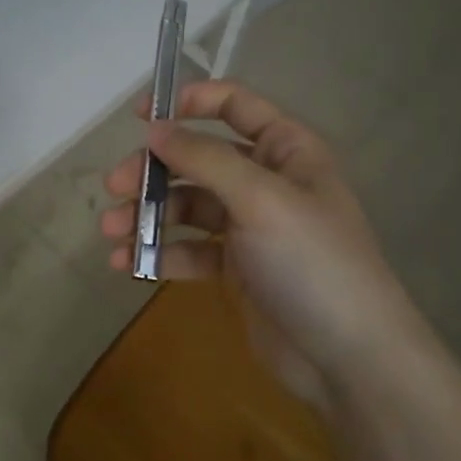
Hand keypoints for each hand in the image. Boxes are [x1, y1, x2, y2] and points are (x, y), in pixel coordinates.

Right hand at [100, 81, 423, 403]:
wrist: (349, 359)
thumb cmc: (311, 262)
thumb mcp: (260, 199)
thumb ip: (204, 159)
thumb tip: (154, 128)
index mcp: (286, 151)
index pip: (235, 105)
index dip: (189, 101)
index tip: (140, 116)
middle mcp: (266, 182)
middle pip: (198, 159)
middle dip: (154, 171)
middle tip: (114, 188)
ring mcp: (251, 227)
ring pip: (188, 206)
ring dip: (148, 215)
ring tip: (112, 233)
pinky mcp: (236, 268)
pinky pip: (190, 249)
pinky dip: (159, 252)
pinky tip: (128, 263)